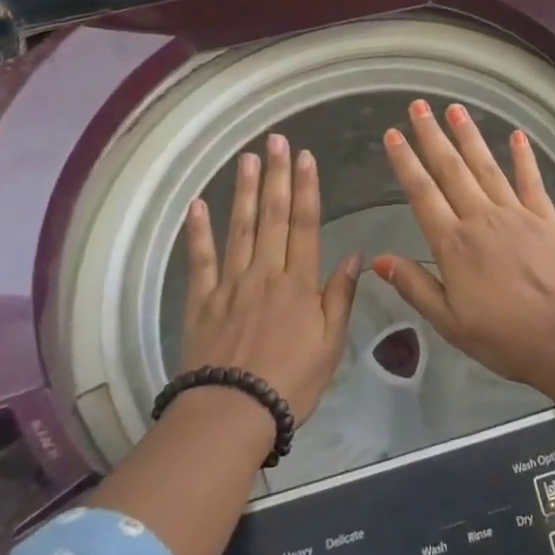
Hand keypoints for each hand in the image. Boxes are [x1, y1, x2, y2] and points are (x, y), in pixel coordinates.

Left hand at [179, 134, 360, 424]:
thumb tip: (356, 255)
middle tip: (276, 141)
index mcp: (298, 282)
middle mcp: (265, 272)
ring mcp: (230, 283)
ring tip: (247, 158)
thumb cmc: (290, 382)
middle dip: (276, 175)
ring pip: (239, 228)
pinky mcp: (202, 301)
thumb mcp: (330, 344)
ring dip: (243, 191)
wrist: (232, 414)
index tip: (305, 157)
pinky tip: (198, 205)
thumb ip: (340, 296)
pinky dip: (198, 232)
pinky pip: (200, 260)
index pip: (305, 224)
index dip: (306, 188)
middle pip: (272, 216)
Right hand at [375, 100, 554, 387]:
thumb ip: (414, 286)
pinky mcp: (545, 216)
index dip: (405, 162)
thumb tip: (377, 259)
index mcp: (453, 243)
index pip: (422, 193)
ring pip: (486, 166)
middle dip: (432, 136)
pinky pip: (531, 180)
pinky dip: (524, 156)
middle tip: (419, 105)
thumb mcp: (449, 322)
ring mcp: (515, 212)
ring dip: (469, 136)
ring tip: (455, 109)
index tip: (393, 134)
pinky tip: (518, 136)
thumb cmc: (505, 336)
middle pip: (451, 169)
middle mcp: (481, 217)